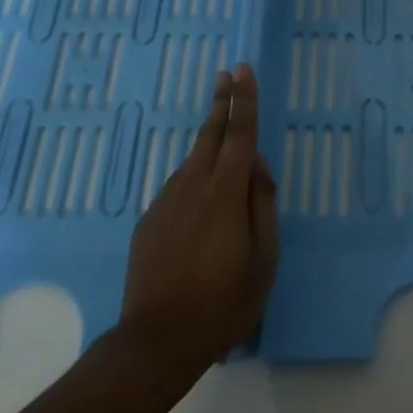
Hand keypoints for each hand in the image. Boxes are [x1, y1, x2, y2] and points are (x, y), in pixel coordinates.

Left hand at [118, 65, 277, 380]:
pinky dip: (194, 175)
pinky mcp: (149, 221)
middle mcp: (194, 187)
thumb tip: (258, 166)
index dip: (243, 101)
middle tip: (226, 74)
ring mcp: (166, 202)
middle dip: (221, 102)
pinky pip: (178, 186)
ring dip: (209, 138)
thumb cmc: (223, 304)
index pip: (240, 135)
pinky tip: (200, 192)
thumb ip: (262, 206)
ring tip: (220, 126)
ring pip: (193, 160)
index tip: (242, 70)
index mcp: (226, 194)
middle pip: (211, 135)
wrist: (156, 342)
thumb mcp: (262, 260)